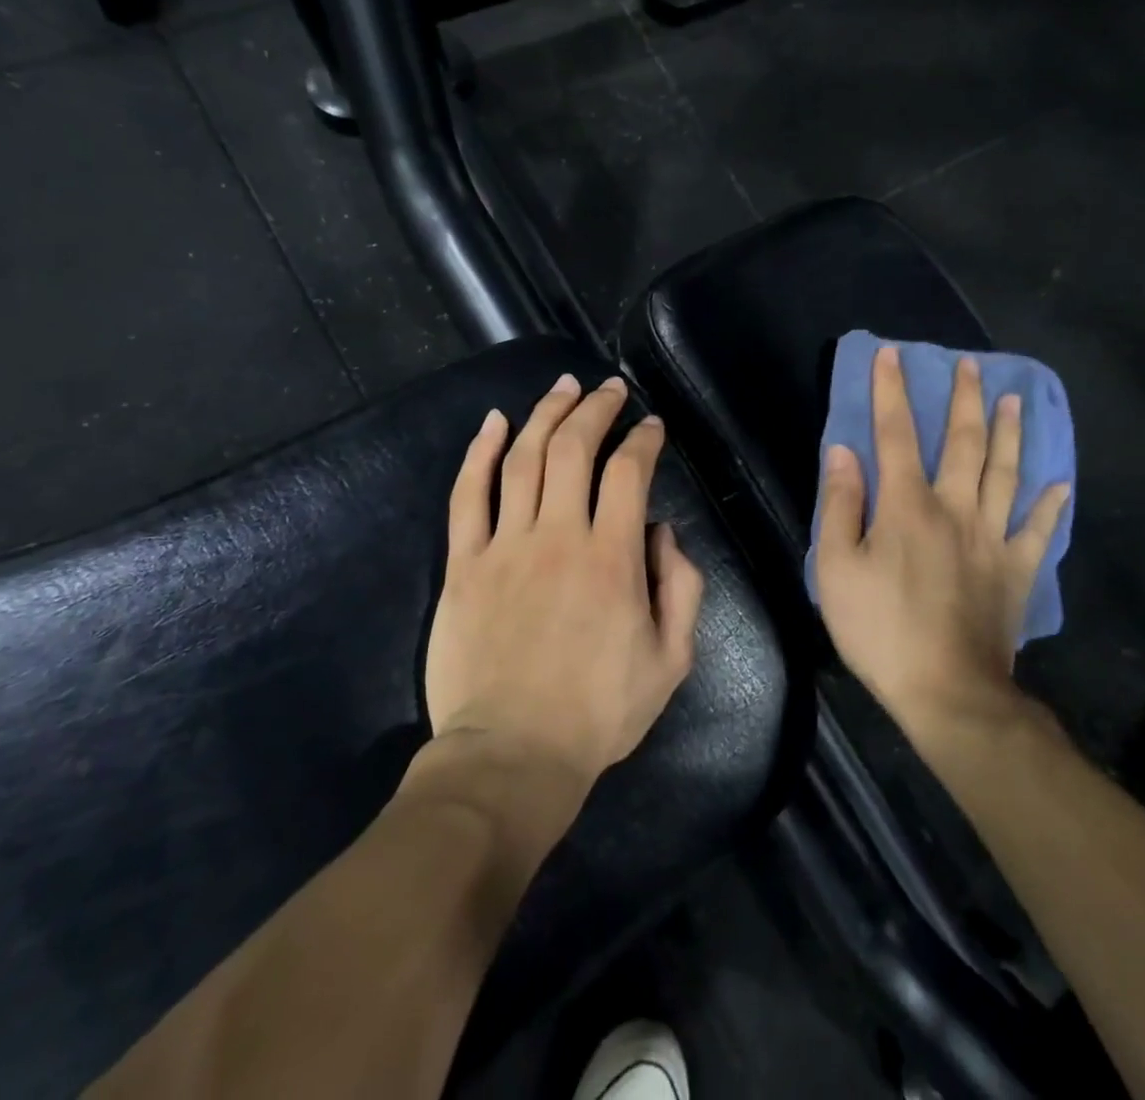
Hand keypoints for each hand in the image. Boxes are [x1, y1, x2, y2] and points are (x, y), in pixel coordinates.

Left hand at [425, 374, 703, 794]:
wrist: (511, 756)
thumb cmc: (598, 713)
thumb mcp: (671, 660)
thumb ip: (681, 587)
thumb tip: (662, 531)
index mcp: (613, 558)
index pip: (629, 472)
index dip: (643, 439)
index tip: (651, 425)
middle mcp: (558, 536)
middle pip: (574, 448)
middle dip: (595, 409)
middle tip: (609, 388)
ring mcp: (505, 546)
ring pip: (523, 459)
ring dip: (545, 414)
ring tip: (562, 388)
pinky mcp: (463, 564)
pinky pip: (468, 495)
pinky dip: (479, 453)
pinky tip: (493, 423)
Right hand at [816, 346, 1068, 736]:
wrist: (948, 692)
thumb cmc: (881, 630)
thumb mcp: (837, 569)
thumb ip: (841, 506)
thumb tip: (844, 452)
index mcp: (907, 505)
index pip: (895, 434)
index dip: (891, 391)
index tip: (891, 354)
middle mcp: (955, 509)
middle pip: (963, 443)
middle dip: (964, 400)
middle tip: (971, 366)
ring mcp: (993, 540)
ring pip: (1006, 474)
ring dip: (1010, 434)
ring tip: (1015, 400)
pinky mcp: (1017, 572)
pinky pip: (1038, 531)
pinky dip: (1050, 505)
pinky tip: (1060, 484)